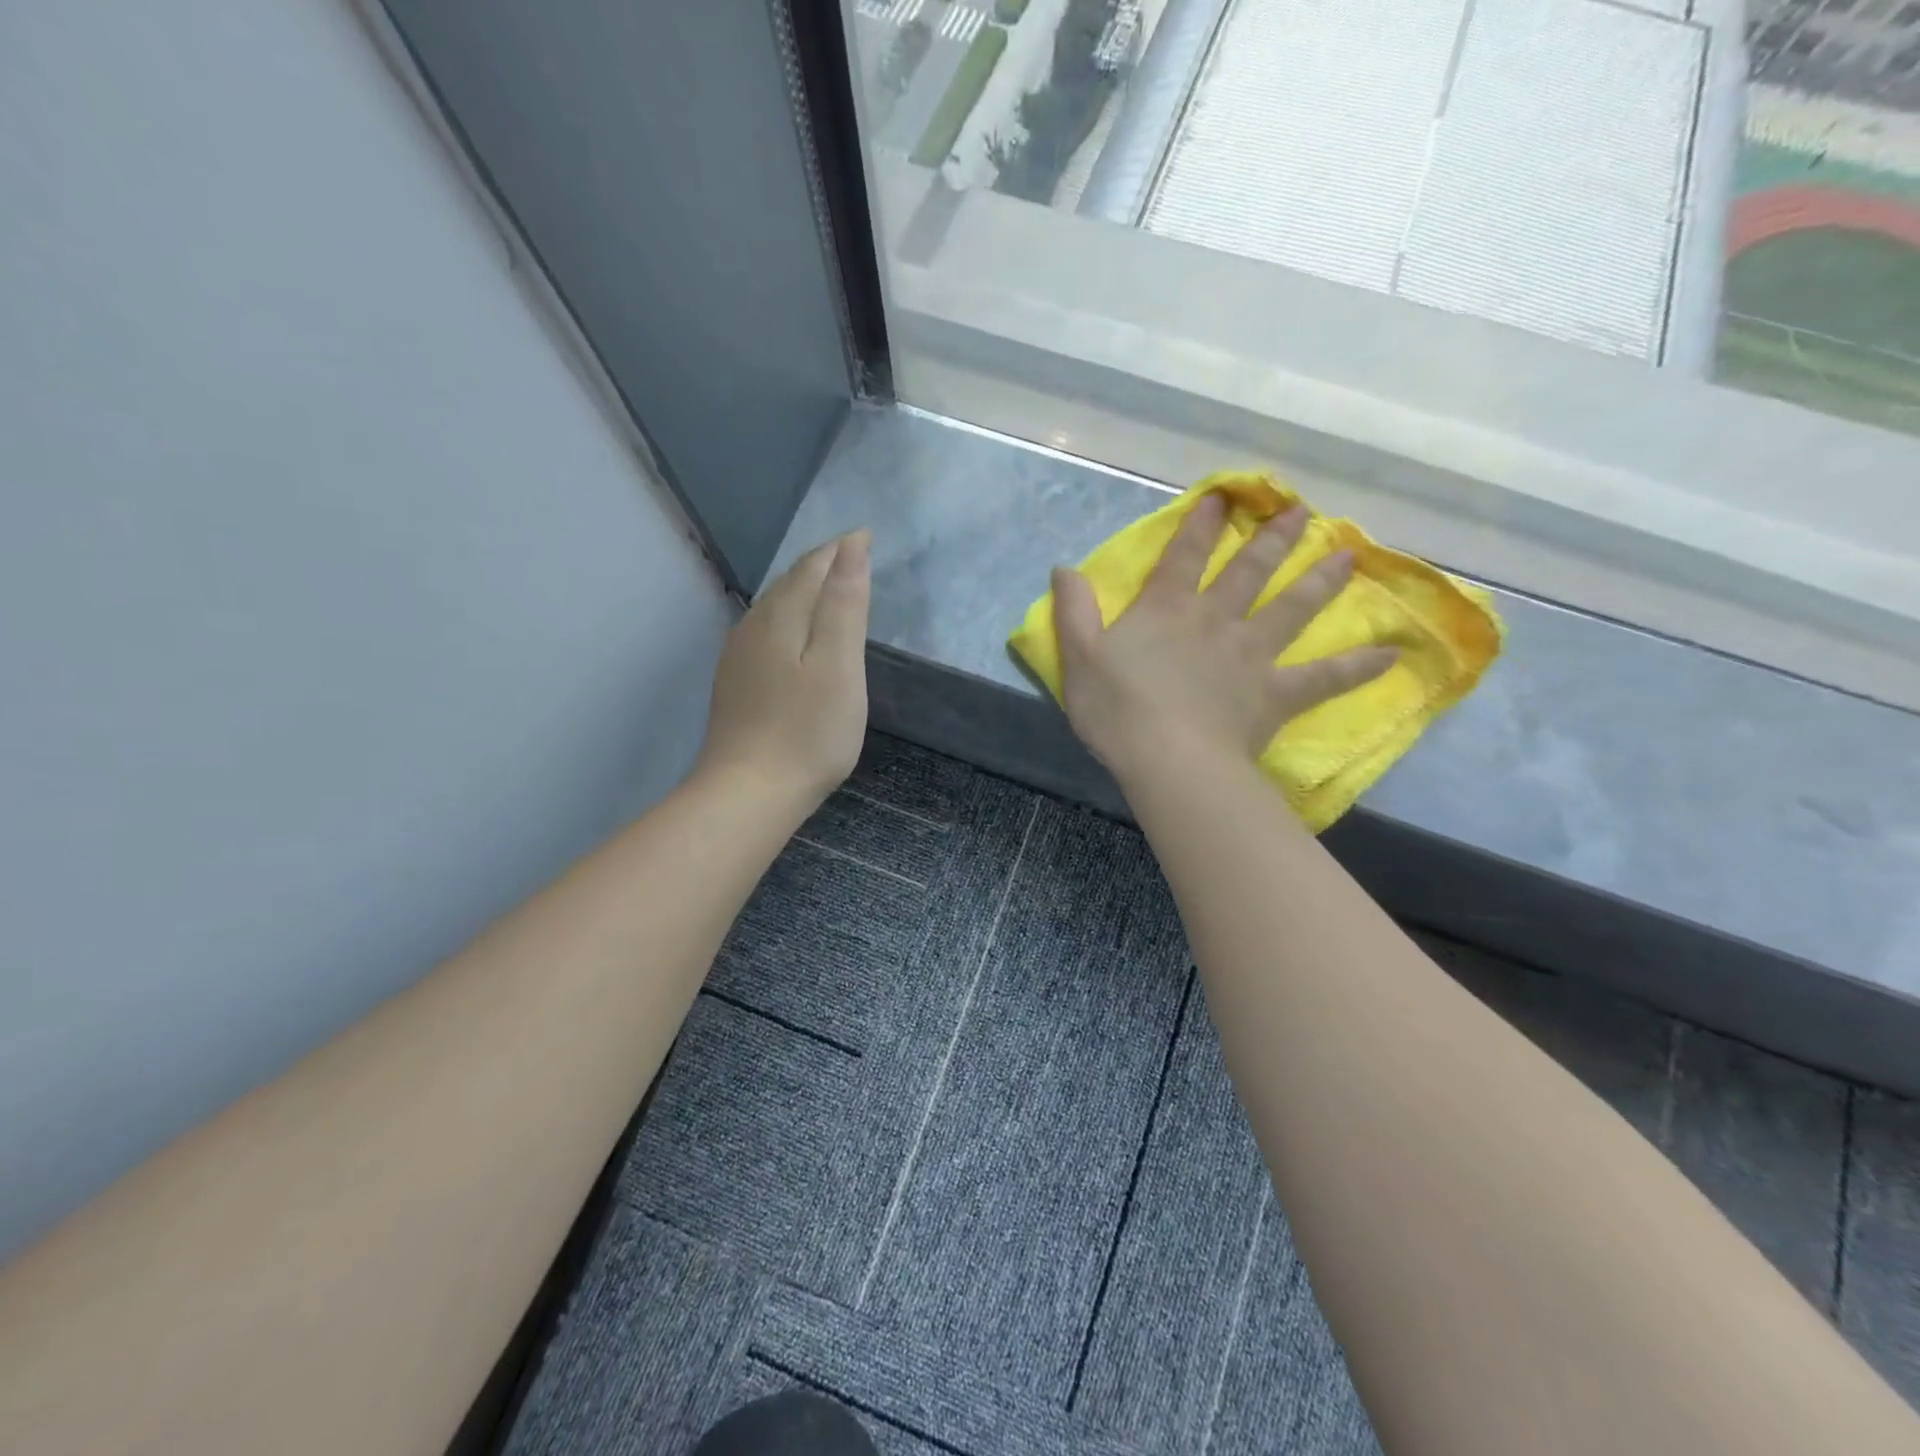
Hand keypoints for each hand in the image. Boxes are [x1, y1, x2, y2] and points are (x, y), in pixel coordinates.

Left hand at [696, 530, 870, 811]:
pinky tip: (793, 636)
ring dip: (802, 591)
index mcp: (781, 616)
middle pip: (789, 583)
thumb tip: (851, 546)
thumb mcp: (839, 665)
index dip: (840, 550)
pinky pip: (764, 633)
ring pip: (773, 607)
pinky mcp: (735, 684)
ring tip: (827, 588)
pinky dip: (788, 620)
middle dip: (821, 565)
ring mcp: (738, 657)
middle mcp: (753, 626)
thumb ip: (845, 604)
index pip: (813, 566)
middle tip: (850, 557)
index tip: (865, 537)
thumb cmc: (808, 731)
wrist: (749, 792)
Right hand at [1051, 493, 1393, 786]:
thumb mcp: (1079, 657)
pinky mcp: (1274, 693)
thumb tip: (1064, 569)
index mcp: (1167, 609)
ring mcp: (1251, 654)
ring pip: (1292, 608)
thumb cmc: (1117, 709)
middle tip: (1300, 510)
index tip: (1222, 496)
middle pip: (1249, 570)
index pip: (1184, 554)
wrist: (1168, 759)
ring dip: (1320, 580)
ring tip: (1349, 554)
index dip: (1200, 523)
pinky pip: (1322, 678)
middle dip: (1272, 537)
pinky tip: (1388, 656)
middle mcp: (1215, 620)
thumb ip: (1073, 611)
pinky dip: (1355, 667)